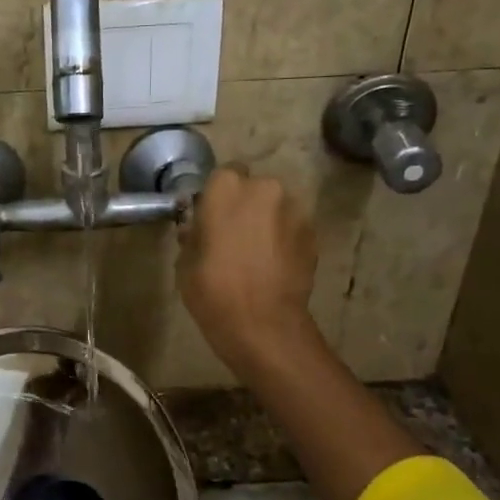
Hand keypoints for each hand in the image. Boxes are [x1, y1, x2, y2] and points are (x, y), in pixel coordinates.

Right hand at [178, 167, 321, 374]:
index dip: (218, 196)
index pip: (223, 175)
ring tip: (257, 254)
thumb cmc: (213, 289)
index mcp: (226, 188)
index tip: (212, 217)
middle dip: (246, 206)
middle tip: (234, 236)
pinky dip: (284, 239)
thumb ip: (194, 233)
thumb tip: (198, 226)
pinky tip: (274, 265)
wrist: (263, 324)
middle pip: (254, 189)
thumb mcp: (185, 261)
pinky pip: (293, 228)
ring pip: (276, 208)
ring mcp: (294, 210)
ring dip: (268, 222)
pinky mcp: (314, 234)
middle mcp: (265, 188)